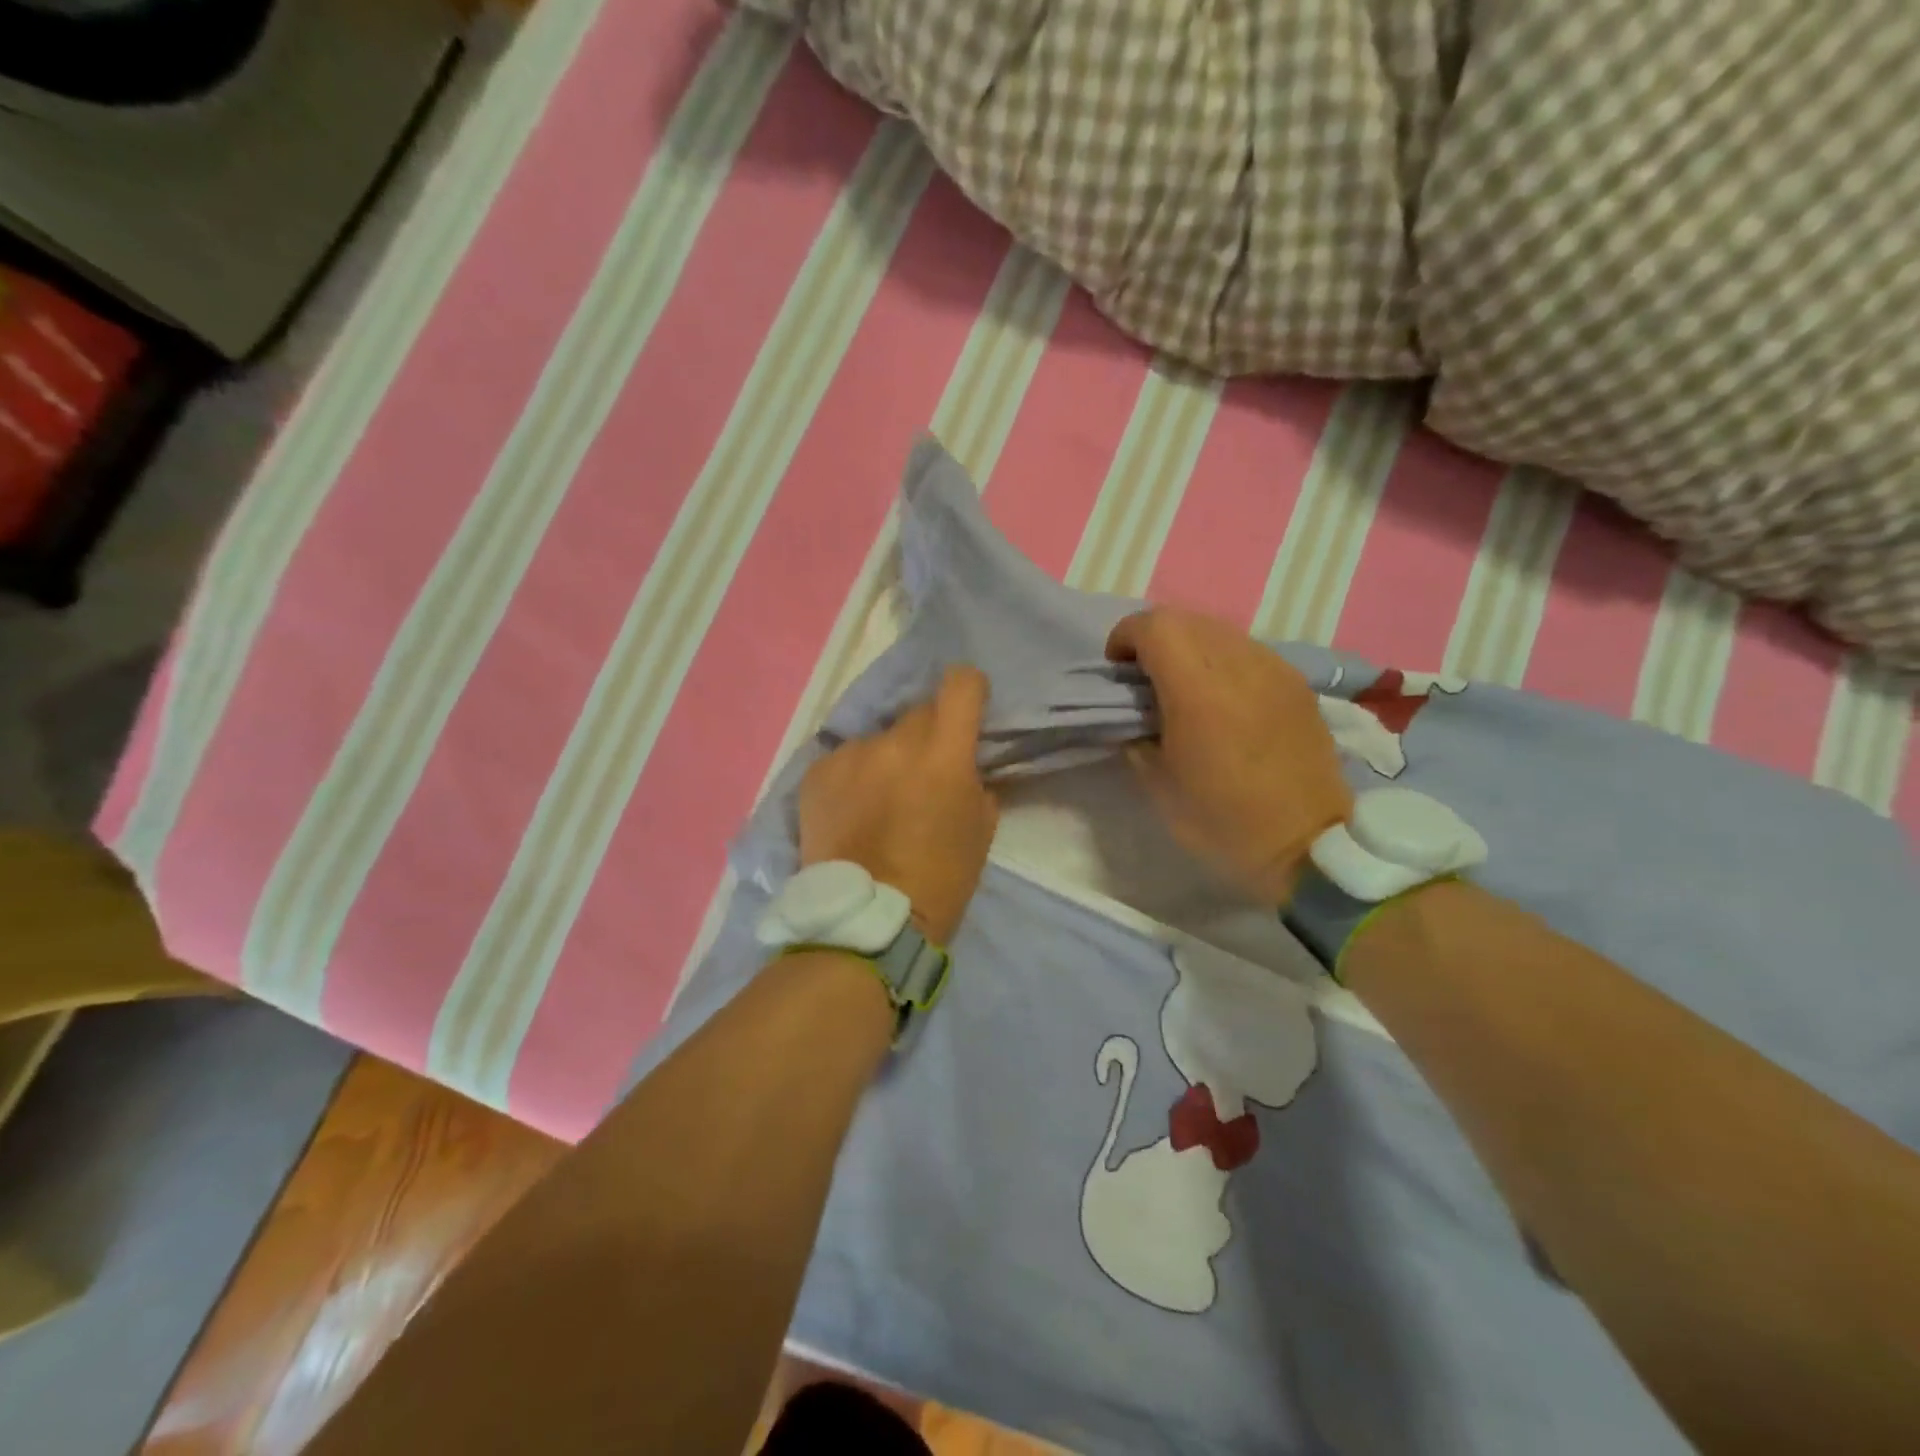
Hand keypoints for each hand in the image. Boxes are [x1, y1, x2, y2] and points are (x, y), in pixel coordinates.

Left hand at [798, 665, 998, 945]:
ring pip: (879, 738)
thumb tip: (962, 765)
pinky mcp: (817, 773)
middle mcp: (895, 741)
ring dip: (886, 758)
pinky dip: (854, 777)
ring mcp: (851, 755)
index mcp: (943, 753)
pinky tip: (851, 812)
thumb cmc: (940, 880)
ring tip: (879, 800)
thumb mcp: (980, 830)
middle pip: (918, 712)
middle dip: (928, 734)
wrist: (865, 922)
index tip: (968, 709)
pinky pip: (845, 760)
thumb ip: (974, 781)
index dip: (969, 690)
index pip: (961, 684)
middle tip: (924, 771)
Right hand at [1107, 607, 1351, 903]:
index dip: (1125, 636)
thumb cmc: (1221, 820)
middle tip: (1144, 676)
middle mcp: (1239, 664)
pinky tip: (1222, 698)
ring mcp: (1274, 669)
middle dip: (1154, 637)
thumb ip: (1137, 733)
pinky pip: (1249, 651)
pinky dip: (1222, 659)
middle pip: (1185, 619)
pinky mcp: (1296, 683)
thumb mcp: (1157, 783)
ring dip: (1190, 645)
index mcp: (1198, 689)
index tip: (1116, 669)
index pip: (1154, 626)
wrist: (1306, 846)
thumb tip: (1137, 713)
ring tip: (1183, 685)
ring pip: (1219, 630)